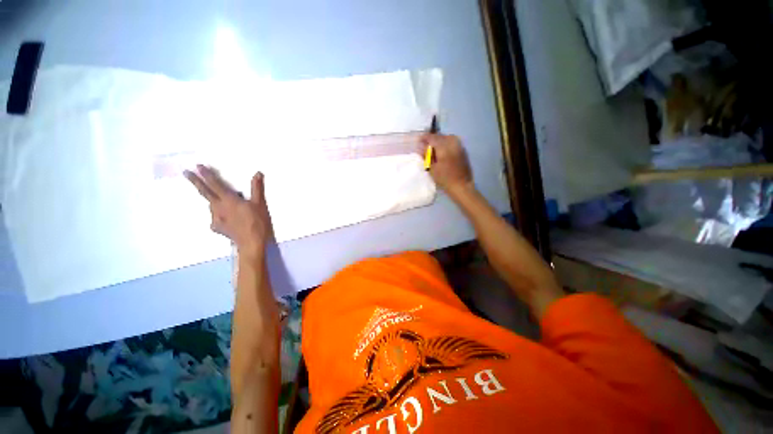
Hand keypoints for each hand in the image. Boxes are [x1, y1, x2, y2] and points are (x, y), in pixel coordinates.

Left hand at [184, 165, 272, 259]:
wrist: (251, 242)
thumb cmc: (257, 222)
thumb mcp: (260, 204)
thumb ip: (257, 188)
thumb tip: (257, 173)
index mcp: (229, 200)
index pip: (215, 184)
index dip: (207, 174)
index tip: (198, 166)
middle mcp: (218, 207)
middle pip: (205, 192)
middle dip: (195, 181)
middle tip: (185, 172)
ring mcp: (216, 218)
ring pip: (211, 205)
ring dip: (213, 200)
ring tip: (219, 200)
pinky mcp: (217, 227)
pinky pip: (215, 218)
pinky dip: (218, 214)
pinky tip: (225, 217)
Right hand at [421, 133, 473, 197]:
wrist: (461, 185)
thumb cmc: (444, 179)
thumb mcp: (431, 168)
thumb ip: (427, 155)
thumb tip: (422, 147)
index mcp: (444, 147)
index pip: (432, 137)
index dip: (425, 137)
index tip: (419, 140)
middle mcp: (452, 143)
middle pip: (440, 136)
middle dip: (433, 138)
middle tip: (426, 145)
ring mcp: (459, 146)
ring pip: (448, 137)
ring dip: (440, 140)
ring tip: (435, 148)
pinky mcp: (463, 150)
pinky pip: (453, 142)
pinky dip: (446, 143)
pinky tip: (443, 151)